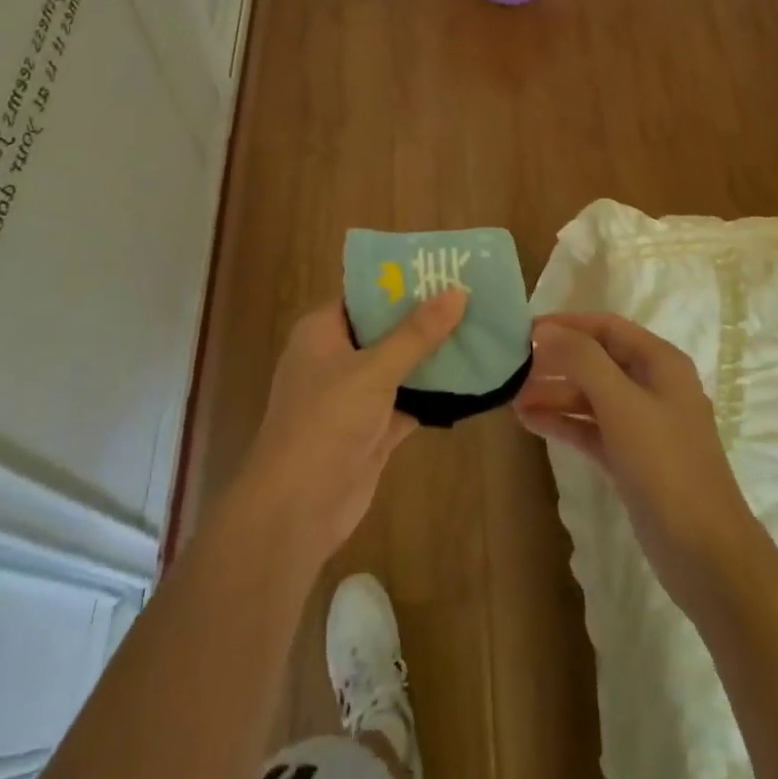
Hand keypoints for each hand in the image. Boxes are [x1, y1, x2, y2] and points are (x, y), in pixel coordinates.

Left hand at [231, 292, 465, 569]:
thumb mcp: (373, 370)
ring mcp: (354, 396)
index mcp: (323, 331)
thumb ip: (416, 334)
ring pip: (400, 366)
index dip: (401, 280)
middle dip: (425, 317)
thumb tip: (456, 292)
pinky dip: (434, 394)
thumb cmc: (325, 422)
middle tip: (474, 297)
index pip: (364, 294)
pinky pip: (408, 401)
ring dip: (433, 355)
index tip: (444, 268)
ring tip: (480, 330)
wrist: (297, 510)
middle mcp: (336, 358)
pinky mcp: (372, 430)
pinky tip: (472, 380)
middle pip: (386, 328)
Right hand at [514, 311, 757, 614]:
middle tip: (512, 366)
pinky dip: (564, 422)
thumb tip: (545, 331)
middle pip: (596, 360)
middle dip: (555, 361)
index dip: (566, 324)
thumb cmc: (665, 466)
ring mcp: (643, 425)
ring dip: (554, 393)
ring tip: (512, 398)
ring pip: (591, 396)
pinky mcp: (633, 459)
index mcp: (660, 363)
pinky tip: (531, 422)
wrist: (707, 554)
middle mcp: (653, 386)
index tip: (523, 329)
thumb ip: (582, 361)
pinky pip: (592, 428)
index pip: (606, 327)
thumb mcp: (621, 404)